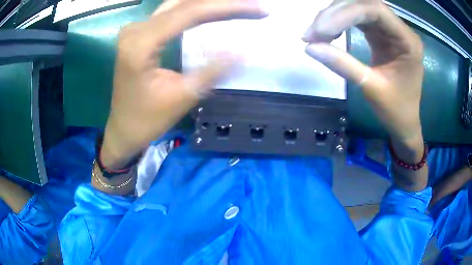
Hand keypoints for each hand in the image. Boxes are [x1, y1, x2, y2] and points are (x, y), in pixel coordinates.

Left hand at [101, 0, 267, 168]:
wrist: (123, 129)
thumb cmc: (147, 120)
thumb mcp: (182, 97)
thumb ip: (212, 70)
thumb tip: (244, 51)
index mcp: (141, 44)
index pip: (189, 13)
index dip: (226, 7)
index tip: (258, 8)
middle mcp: (135, 29)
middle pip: (184, 4)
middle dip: (221, 3)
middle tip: (253, 6)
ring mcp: (135, 29)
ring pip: (177, 5)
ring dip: (209, 3)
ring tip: (236, 6)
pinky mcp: (138, 34)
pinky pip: (170, 13)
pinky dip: (194, 9)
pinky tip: (212, 10)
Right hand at [303, 0, 423, 144]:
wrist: (404, 122)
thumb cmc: (396, 110)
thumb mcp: (371, 88)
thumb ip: (343, 64)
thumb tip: (309, 47)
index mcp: (407, 41)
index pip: (375, 10)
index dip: (345, 13)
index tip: (320, 30)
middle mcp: (400, 29)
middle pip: (364, 4)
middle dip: (335, 14)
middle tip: (312, 32)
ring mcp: (389, 29)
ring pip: (358, 8)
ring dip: (334, 16)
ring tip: (315, 33)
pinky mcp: (380, 33)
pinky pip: (357, 19)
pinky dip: (339, 23)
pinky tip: (327, 33)